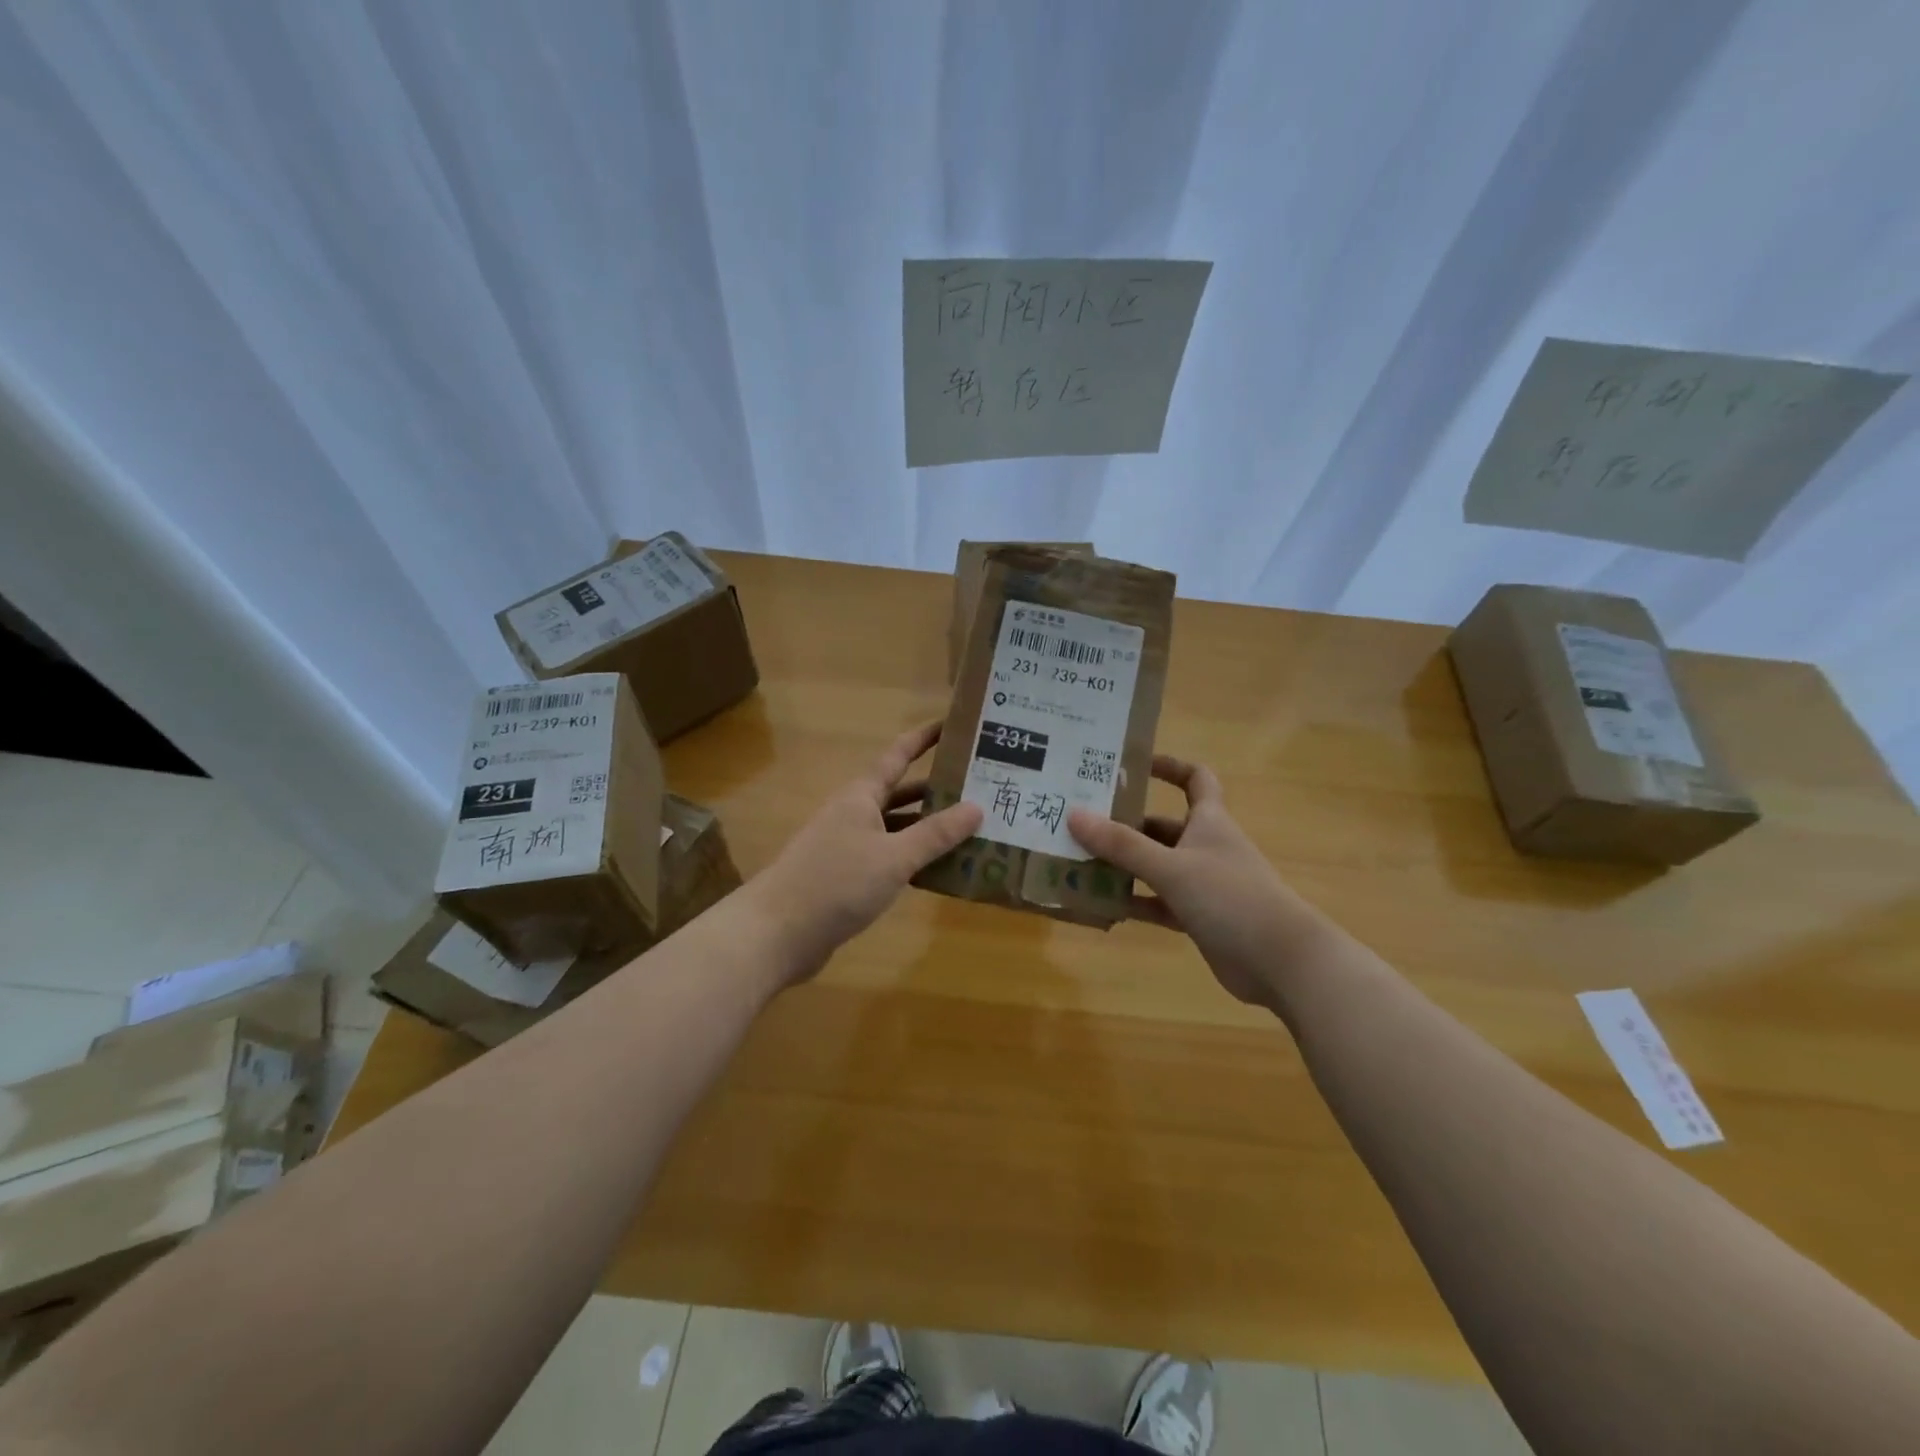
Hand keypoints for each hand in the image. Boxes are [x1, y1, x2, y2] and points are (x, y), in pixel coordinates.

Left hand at [749, 722, 983, 984]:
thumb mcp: (894, 857)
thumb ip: (935, 834)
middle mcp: (854, 814)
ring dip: (927, 828)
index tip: (952, 724)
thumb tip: (977, 807)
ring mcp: (848, 846)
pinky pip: (888, 857)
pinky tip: (939, 870)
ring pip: (896, 828)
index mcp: (861, 796)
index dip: (923, 738)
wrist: (777, 933)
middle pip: (900, 792)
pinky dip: (912, 858)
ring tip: (971, 829)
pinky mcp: (846, 877)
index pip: (898, 755)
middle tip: (979, 786)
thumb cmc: (836, 883)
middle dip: (936, 789)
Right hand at [1068, 756, 1330, 1007]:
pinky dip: (1135, 902)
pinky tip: (1103, 904)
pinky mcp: (1200, 917)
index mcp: (1209, 821)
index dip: (1168, 766)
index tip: (1131, 765)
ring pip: (1157, 866)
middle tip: (1081, 824)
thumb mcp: (1171, 867)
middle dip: (1125, 824)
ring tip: (1079, 863)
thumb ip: (1122, 845)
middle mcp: (1206, 846)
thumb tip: (1074, 815)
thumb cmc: (1231, 898)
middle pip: (1162, 826)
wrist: (1281, 961)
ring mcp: (1204, 884)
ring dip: (1124, 866)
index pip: (1195, 778)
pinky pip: (1159, 902)